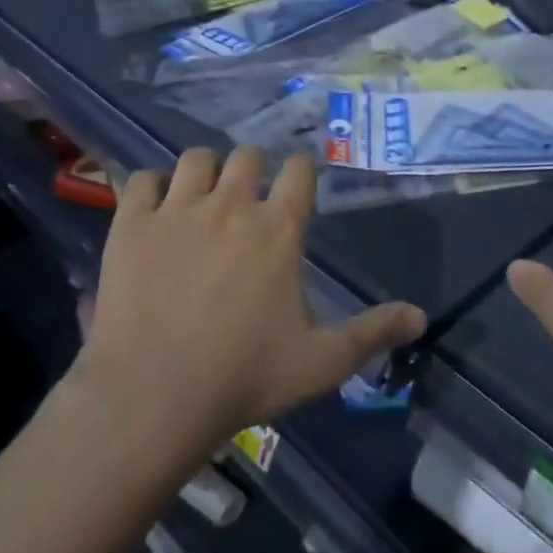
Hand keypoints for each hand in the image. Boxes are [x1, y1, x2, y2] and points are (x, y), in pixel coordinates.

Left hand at [75, 148, 425, 457]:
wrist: (153, 397)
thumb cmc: (245, 377)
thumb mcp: (323, 362)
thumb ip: (373, 333)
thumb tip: (421, 316)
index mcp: (279, 229)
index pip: (299, 170)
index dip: (302, 171)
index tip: (298, 183)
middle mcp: (231, 205)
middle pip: (246, 155)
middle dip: (253, 169)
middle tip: (249, 199)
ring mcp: (177, 210)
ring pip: (195, 159)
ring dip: (205, 172)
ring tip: (202, 199)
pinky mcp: (131, 225)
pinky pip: (140, 180)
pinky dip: (150, 189)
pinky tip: (154, 213)